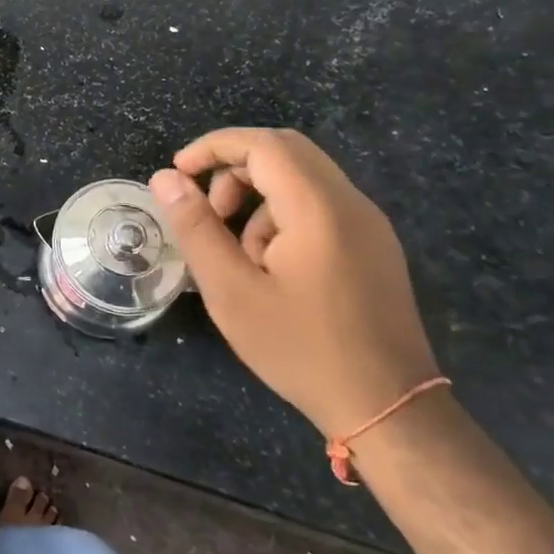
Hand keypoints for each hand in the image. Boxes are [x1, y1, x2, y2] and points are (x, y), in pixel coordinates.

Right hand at [149, 128, 439, 437]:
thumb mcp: (232, 291)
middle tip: (207, 210)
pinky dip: (282, 213)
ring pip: (302, 177)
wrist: (389, 409)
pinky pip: (320, 204)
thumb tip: (165, 178)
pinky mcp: (374, 246)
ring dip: (257, 195)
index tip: (178, 174)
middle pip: (285, 151)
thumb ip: (196, 228)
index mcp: (318, 208)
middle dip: (234, 168)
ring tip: (237, 252)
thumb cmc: (301, 349)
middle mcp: (350, 203)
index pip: (263, 144)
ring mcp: (369, 224)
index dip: (213, 147)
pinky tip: (270, 266)